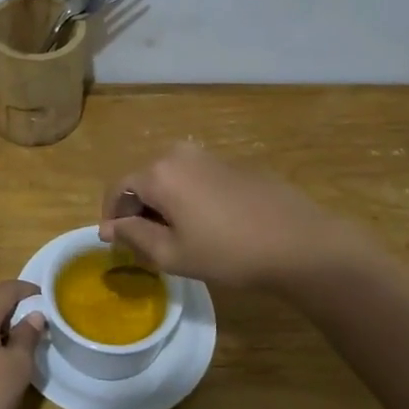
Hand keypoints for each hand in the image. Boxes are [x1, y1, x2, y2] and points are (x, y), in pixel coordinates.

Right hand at [99, 142, 364, 288]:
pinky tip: (206, 226)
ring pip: (170, 179)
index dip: (111, 216)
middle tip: (145, 245)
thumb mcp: (172, 254)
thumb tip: (110, 227)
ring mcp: (209, 156)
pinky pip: (194, 178)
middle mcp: (179, 154)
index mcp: (159, 173)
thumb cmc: (228, 252)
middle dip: (137, 211)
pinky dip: (187, 198)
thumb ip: (134, 236)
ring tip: (175, 238)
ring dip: (163, 205)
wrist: (299, 242)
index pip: (118, 189)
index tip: (114, 243)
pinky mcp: (233, 164)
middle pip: (143, 181)